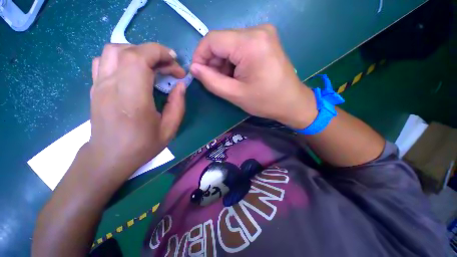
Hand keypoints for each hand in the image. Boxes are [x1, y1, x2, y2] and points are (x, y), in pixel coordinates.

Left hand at [88, 43, 186, 179]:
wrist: (109, 157)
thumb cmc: (142, 146)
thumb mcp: (169, 129)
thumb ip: (178, 105)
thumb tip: (181, 85)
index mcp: (133, 98)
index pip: (141, 58)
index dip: (161, 54)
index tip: (176, 66)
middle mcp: (112, 85)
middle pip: (129, 50)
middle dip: (155, 53)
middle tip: (170, 68)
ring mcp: (99, 84)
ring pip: (114, 50)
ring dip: (138, 52)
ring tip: (153, 66)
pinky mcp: (95, 86)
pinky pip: (104, 60)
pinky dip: (122, 57)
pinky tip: (134, 70)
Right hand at [190, 24, 316, 128]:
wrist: (292, 102)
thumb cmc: (265, 101)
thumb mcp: (235, 94)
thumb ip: (211, 81)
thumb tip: (194, 68)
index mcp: (250, 43)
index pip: (212, 40)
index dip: (200, 56)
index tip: (198, 73)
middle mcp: (258, 31)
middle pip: (222, 41)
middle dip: (214, 62)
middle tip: (216, 81)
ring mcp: (264, 34)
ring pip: (230, 44)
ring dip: (224, 63)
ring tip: (229, 81)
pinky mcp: (266, 40)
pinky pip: (241, 46)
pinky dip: (234, 61)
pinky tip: (238, 75)